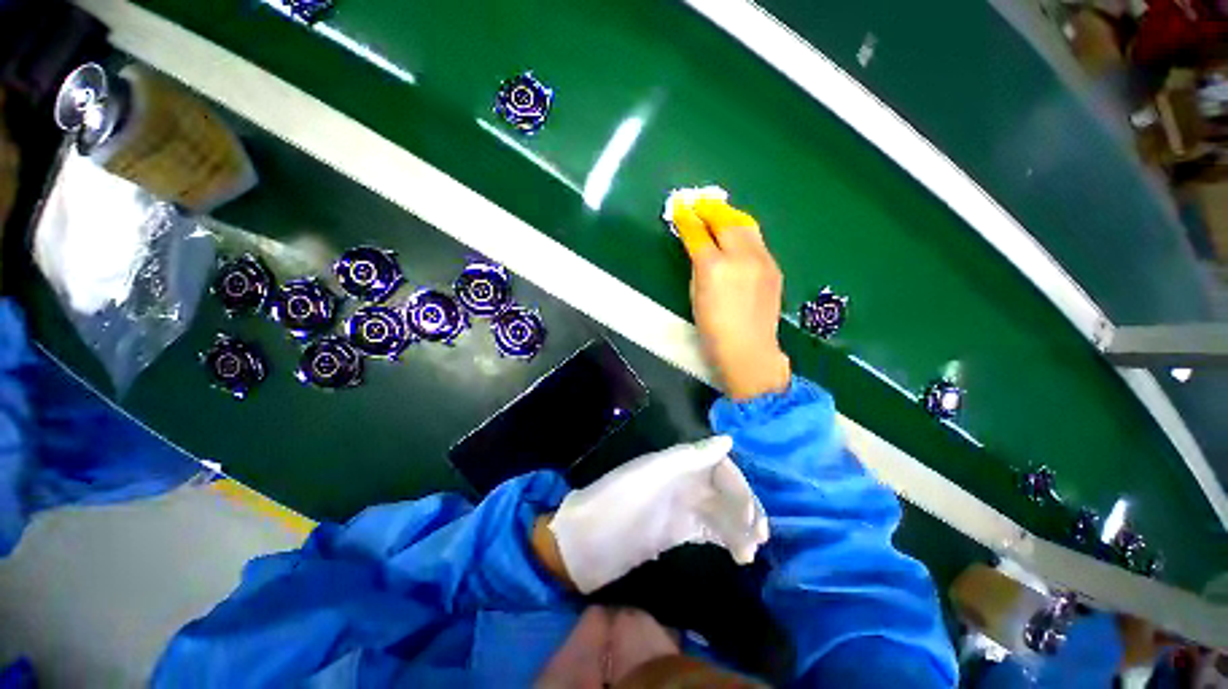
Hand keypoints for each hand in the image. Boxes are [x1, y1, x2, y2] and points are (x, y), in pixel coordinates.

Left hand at [545, 436, 768, 592]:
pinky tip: (738, 554)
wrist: (586, 543)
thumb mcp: (652, 474)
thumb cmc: (618, 502)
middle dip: (744, 507)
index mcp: (676, 463)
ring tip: (750, 550)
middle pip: (722, 489)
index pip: (717, 466)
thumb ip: (690, 456)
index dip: (737, 485)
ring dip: (739, 527)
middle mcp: (681, 481)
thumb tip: (727, 440)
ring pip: (719, 511)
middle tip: (759, 535)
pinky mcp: (676, 531)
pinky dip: (726, 539)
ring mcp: (679, 507)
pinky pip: (709, 530)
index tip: (749, 514)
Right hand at [673, 199, 789, 399]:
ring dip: (729, 215)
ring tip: (718, 212)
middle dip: (710, 209)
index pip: (698, 234)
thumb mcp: (696, 296)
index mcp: (714, 267)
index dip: (687, 219)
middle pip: (726, 221)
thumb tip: (698, 247)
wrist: (749, 350)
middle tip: (698, 203)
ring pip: (746, 225)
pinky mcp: (774, 267)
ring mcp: (762, 260)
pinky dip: (743, 232)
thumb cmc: (713, 330)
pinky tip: (736, 236)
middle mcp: (741, 257)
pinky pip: (757, 241)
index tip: (679, 208)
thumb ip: (697, 267)